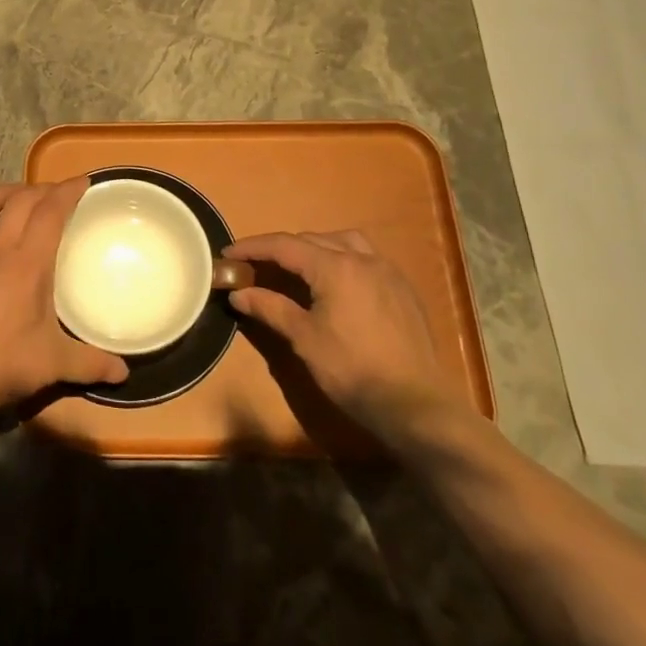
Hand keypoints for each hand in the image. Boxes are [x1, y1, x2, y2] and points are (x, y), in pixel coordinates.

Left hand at [0, 179, 128, 421]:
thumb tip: (124, 372)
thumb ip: (90, 364)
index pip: (50, 213)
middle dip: (40, 189)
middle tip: (56, 192)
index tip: (83, 181)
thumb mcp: (52, 366)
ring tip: (17, 192)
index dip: (67, 192)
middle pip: (18, 203)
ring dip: (1, 193)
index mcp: (27, 264)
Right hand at [227, 230, 463, 444]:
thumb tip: (238, 293)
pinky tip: (338, 283)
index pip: (284, 245)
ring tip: (300, 267)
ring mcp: (387, 271)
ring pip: (344, 242)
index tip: (229, 254)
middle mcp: (362, 258)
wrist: (416, 405)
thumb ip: (270, 308)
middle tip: (258, 266)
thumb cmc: (353, 370)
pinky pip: (366, 258)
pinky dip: (343, 259)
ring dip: (316, 248)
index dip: (253, 247)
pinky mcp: (403, 289)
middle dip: (282, 249)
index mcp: (335, 267)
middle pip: (312, 240)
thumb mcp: (304, 339)